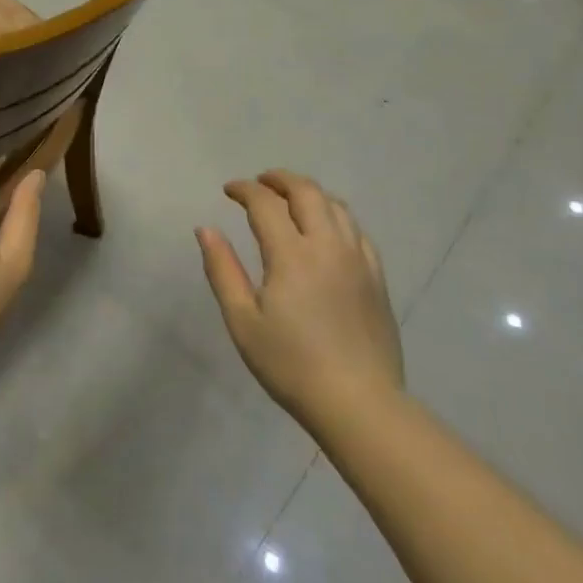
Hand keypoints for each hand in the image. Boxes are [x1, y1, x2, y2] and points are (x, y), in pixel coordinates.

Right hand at [196, 171, 403, 425]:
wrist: (358, 403)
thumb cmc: (290, 364)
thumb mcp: (242, 321)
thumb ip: (222, 270)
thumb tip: (206, 229)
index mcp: (292, 255)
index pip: (266, 204)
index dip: (245, 190)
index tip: (228, 190)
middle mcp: (328, 246)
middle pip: (307, 193)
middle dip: (280, 180)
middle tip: (260, 183)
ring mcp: (358, 260)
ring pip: (337, 206)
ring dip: (309, 193)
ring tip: (290, 199)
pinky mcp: (377, 278)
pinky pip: (357, 231)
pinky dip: (335, 216)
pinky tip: (326, 229)